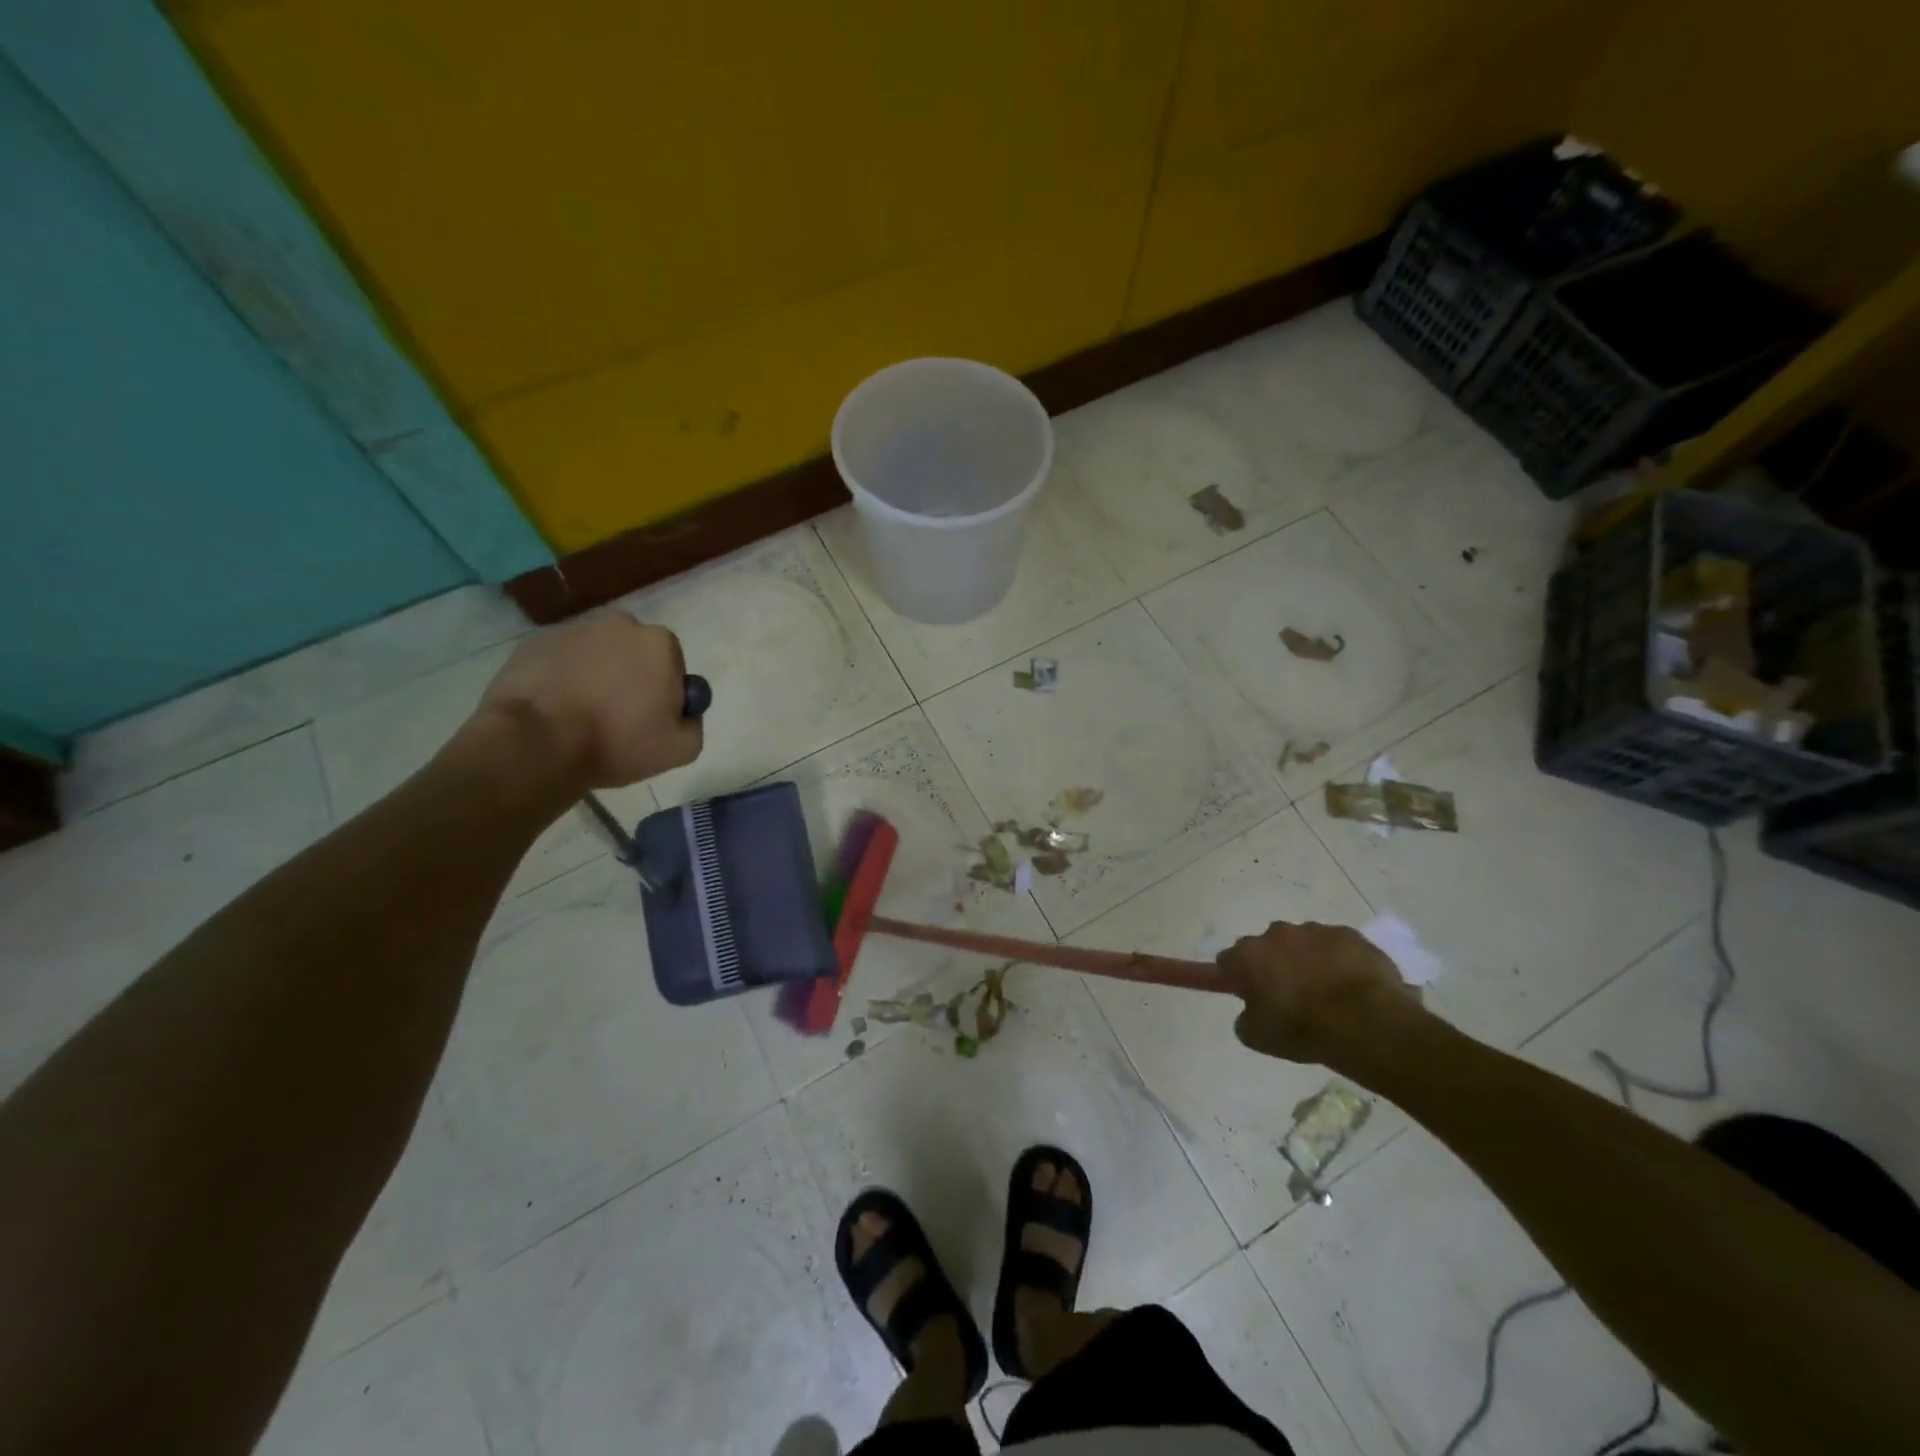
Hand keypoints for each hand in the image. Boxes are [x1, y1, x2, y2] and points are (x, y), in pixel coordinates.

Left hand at [472, 612, 702, 789]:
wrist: (536, 743)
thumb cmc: (617, 741)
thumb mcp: (681, 749)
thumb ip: (693, 723)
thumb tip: (683, 712)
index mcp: (659, 643)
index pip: (672, 664)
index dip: (664, 692)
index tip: (650, 718)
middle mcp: (619, 625)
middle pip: (634, 653)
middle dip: (630, 677)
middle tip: (617, 717)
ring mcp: (572, 631)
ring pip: (595, 655)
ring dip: (595, 677)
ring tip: (580, 716)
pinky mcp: (533, 643)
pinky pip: (559, 661)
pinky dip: (561, 679)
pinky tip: (554, 710)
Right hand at [1217, 921, 1423, 1064]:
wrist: (1367, 1022)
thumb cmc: (1303, 1030)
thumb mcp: (1258, 1037)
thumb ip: (1246, 1018)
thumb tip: (1252, 1010)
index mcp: (1247, 957)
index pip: (1226, 961)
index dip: (1232, 977)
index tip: (1241, 991)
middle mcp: (1275, 934)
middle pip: (1265, 947)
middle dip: (1271, 966)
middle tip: (1287, 996)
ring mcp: (1313, 931)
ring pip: (1301, 943)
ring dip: (1305, 961)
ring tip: (1325, 993)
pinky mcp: (1348, 934)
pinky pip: (1335, 946)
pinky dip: (1337, 960)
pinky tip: (1351, 985)